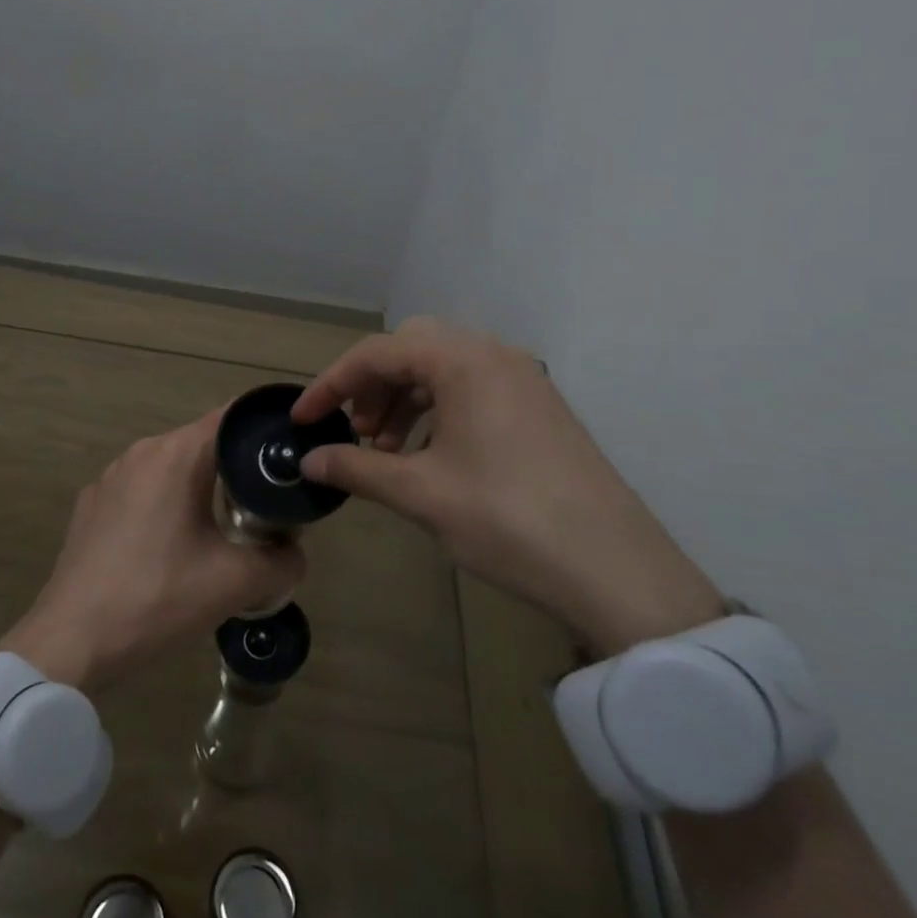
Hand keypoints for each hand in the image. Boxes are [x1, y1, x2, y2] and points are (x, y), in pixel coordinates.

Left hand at [2, 408, 303, 692]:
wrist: (71, 639)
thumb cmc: (156, 597)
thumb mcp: (234, 584)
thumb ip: (282, 562)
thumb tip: (295, 553)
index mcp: (176, 455)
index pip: (231, 418)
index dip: (264, 431)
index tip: (289, 455)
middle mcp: (141, 452)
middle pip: (202, 444)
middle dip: (235, 468)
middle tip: (262, 506)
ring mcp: (110, 477)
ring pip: (170, 467)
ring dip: (197, 489)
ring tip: (219, 530)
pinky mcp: (91, 504)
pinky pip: (141, 490)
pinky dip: (163, 505)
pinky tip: (167, 549)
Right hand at [292, 317, 722, 653]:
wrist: (614, 569)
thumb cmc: (507, 519)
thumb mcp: (421, 493)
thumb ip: (357, 467)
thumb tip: (309, 461)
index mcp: (463, 361)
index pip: (377, 353)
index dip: (331, 385)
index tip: (302, 420)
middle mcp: (494, 355)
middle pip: (411, 348)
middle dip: (372, 385)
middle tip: (355, 431)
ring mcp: (523, 379)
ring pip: (442, 368)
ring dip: (404, 399)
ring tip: (386, 449)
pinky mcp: (538, 407)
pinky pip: (472, 388)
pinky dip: (437, 410)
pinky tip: (429, 454)